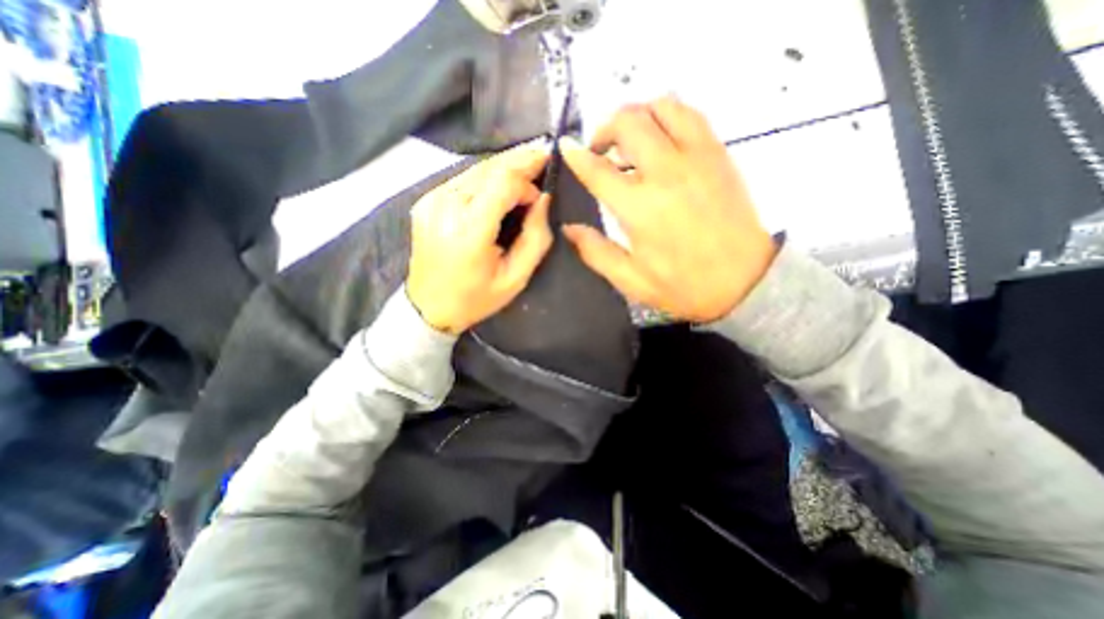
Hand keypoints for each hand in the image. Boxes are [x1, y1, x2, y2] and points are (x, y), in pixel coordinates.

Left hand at [408, 144, 550, 336]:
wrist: (428, 307)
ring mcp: (431, 201)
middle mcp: (445, 207)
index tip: (541, 194)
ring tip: (527, 165)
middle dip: (519, 162)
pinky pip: (462, 178)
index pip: (502, 183)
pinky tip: (500, 181)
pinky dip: (486, 176)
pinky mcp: (426, 200)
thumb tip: (543, 200)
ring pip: (475, 169)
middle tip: (543, 156)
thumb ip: (535, 238)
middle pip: (489, 169)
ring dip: (503, 167)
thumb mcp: (516, 278)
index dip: (526, 181)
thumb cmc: (476, 298)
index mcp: (469, 231)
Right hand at [562, 96, 774, 323]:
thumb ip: (595, 252)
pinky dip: (667, 116)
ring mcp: (697, 157)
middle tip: (599, 149)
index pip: (598, 169)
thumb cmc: (683, 286)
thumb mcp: (631, 280)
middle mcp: (666, 172)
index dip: (576, 155)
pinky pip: (690, 115)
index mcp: (639, 208)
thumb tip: (568, 229)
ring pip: (662, 106)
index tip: (566, 147)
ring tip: (629, 140)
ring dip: (637, 116)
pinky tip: (661, 139)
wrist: (746, 282)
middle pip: (628, 122)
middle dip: (604, 128)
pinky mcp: (719, 154)